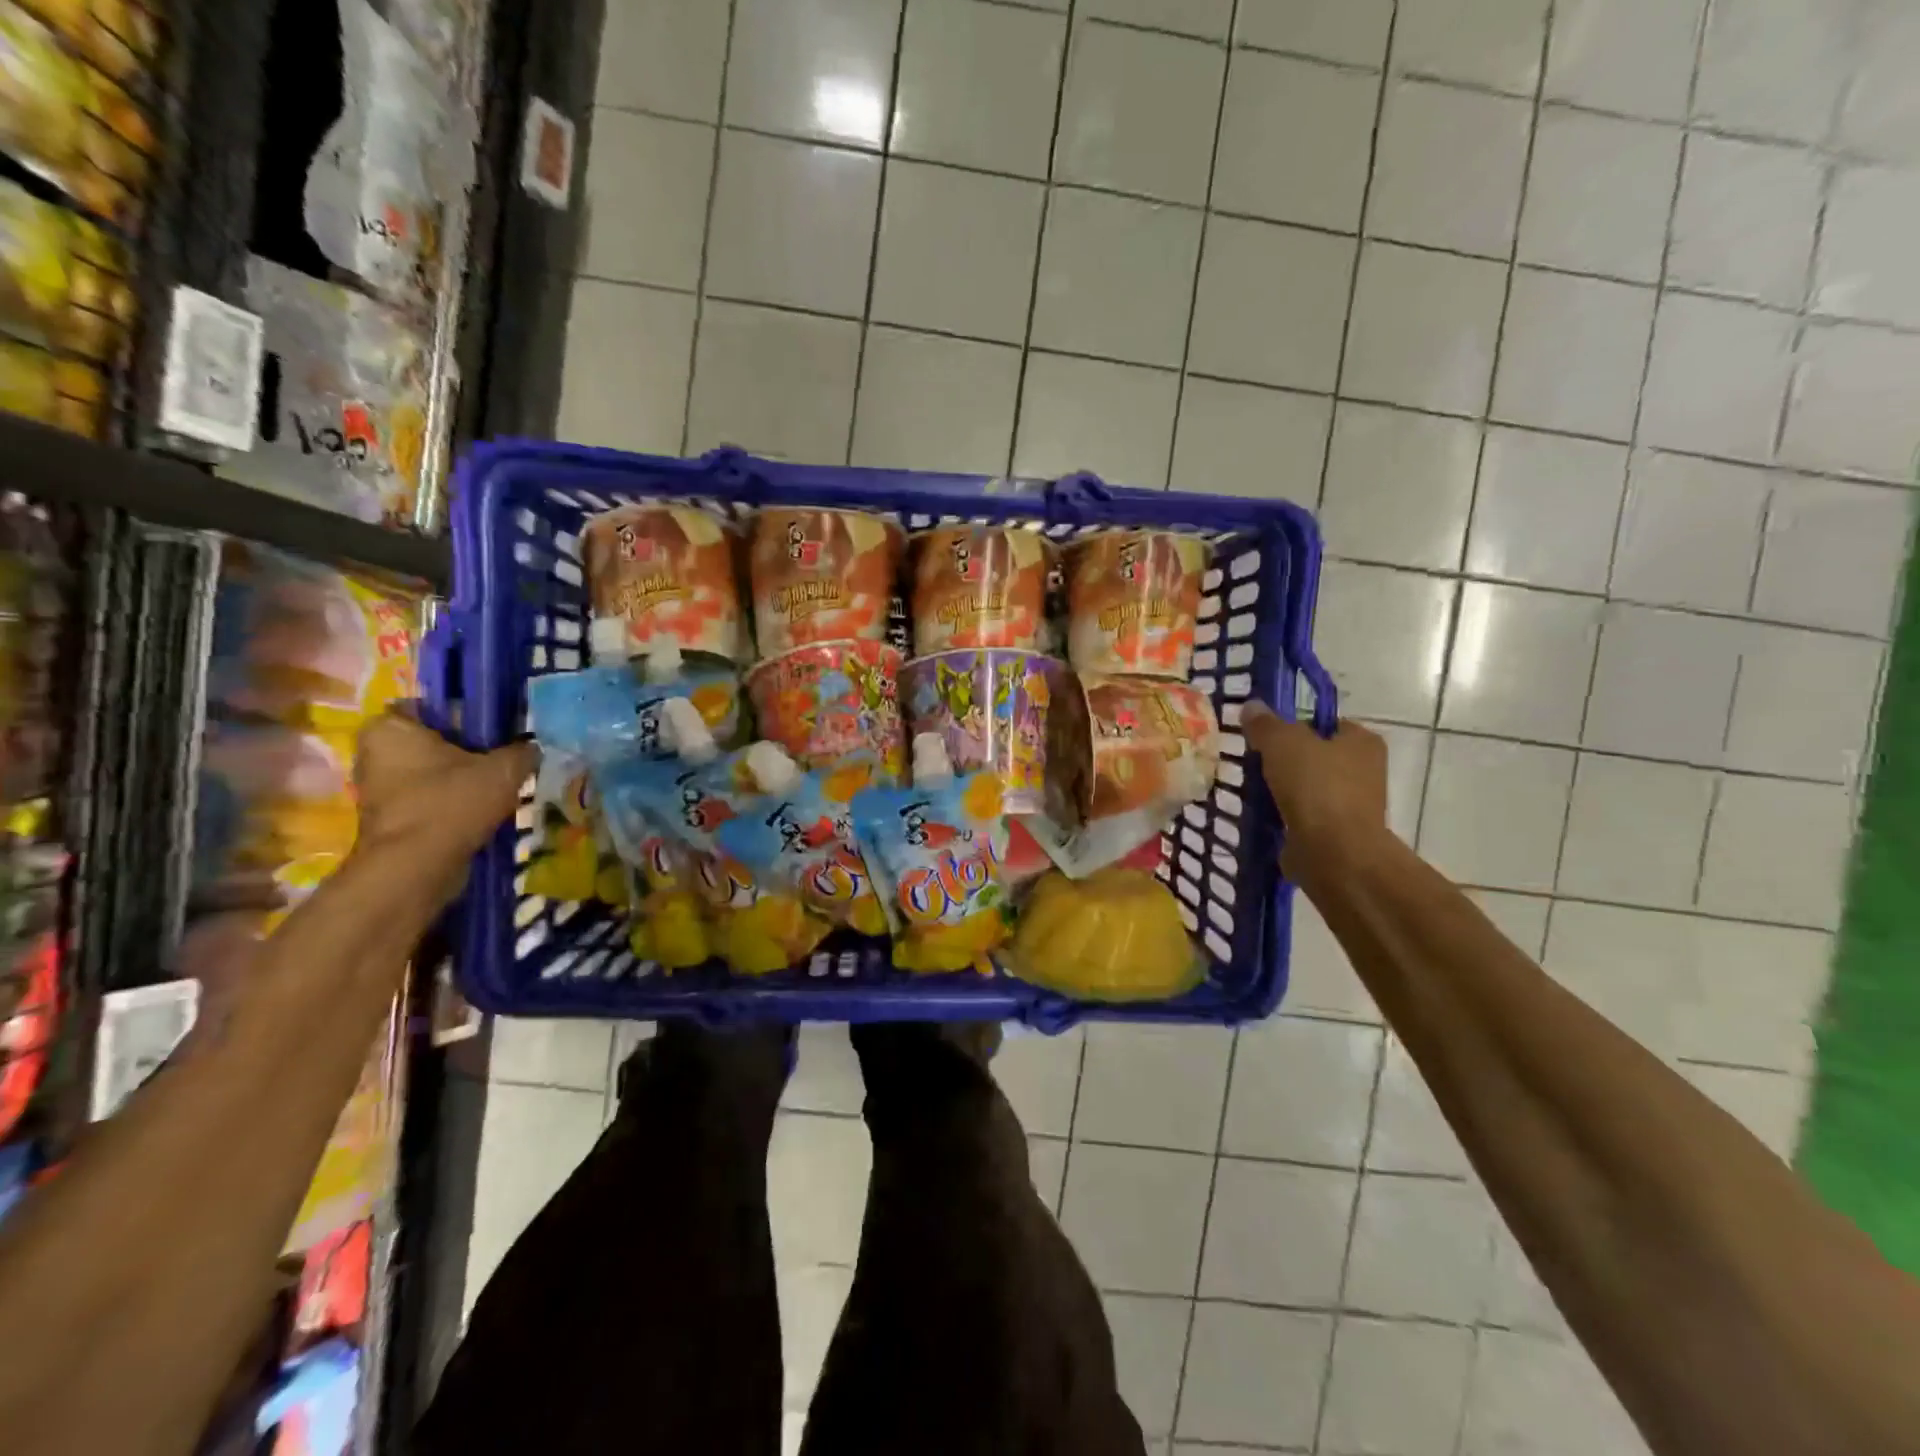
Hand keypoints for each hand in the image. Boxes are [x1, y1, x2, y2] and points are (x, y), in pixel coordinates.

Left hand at [352, 711, 536, 890]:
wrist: (417, 867)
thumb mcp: (505, 769)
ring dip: (462, 778)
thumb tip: (534, 748)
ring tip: (501, 785)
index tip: (498, 730)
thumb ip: (524, 751)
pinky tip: (485, 810)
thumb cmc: (452, 803)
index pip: (431, 706)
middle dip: (467, 749)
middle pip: (432, 741)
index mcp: (390, 728)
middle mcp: (373, 753)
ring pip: (431, 772)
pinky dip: (453, 801)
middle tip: (505, 757)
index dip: (467, 715)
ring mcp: (377, 789)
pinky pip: (429, 798)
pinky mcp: (388, 819)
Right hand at [1241, 702, 1388, 879]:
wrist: (1335, 853)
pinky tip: (1264, 816)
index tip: (1266, 738)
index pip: (1325, 723)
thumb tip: (1251, 706)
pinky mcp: (1337, 833)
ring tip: (1253, 791)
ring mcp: (1353, 804)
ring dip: (1283, 790)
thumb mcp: (1282, 742)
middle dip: (1285, 761)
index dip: (1294, 727)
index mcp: (1362, 741)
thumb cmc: (1316, 787)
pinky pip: (1304, 816)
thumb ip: (1265, 723)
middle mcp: (1365, 770)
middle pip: (1315, 756)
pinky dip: (1285, 816)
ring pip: (1308, 788)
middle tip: (1254, 763)